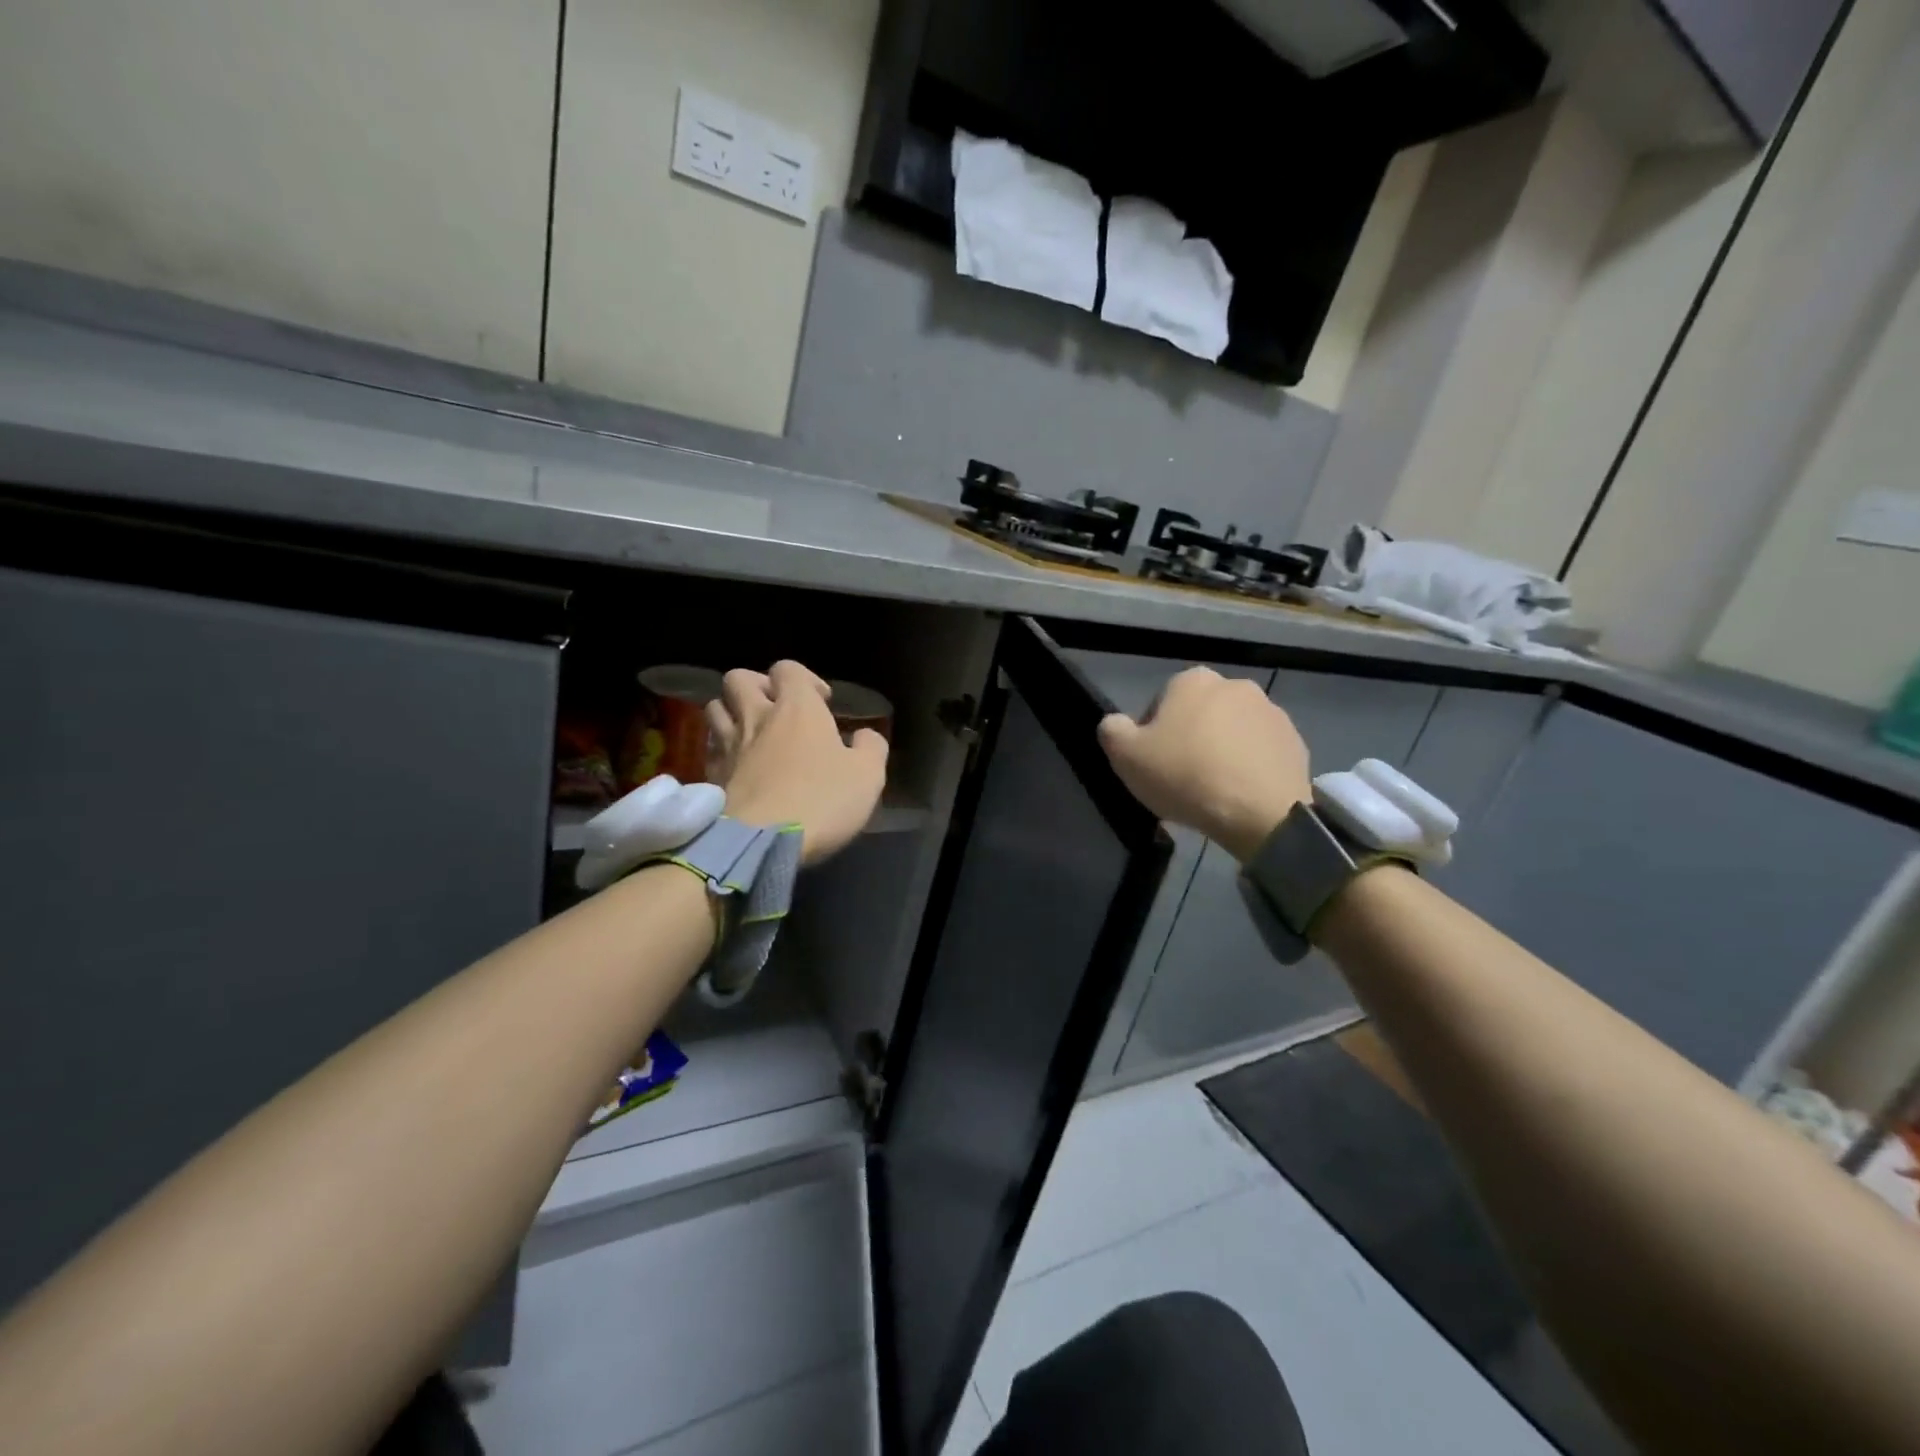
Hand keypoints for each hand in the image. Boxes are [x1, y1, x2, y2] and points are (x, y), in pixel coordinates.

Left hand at [705, 660, 888, 865]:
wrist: (759, 843)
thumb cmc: (821, 801)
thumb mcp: (868, 776)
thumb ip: (871, 748)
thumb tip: (864, 736)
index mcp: (797, 708)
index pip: (788, 669)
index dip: (805, 679)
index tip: (823, 703)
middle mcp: (757, 717)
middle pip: (740, 679)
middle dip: (757, 686)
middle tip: (776, 709)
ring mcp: (728, 745)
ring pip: (715, 707)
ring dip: (733, 712)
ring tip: (752, 733)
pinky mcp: (711, 774)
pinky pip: (710, 746)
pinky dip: (722, 748)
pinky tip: (738, 765)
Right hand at [1096, 667, 1311, 861]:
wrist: (1261, 812)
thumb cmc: (1186, 776)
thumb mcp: (1126, 757)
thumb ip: (1112, 731)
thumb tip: (1115, 723)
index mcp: (1192, 680)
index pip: (1160, 703)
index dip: (1152, 734)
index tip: (1154, 764)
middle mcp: (1235, 685)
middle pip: (1199, 714)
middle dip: (1191, 739)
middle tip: (1182, 778)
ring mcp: (1271, 712)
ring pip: (1232, 732)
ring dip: (1222, 751)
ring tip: (1214, 790)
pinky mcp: (1296, 741)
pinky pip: (1261, 752)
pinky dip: (1249, 767)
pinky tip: (1240, 794)